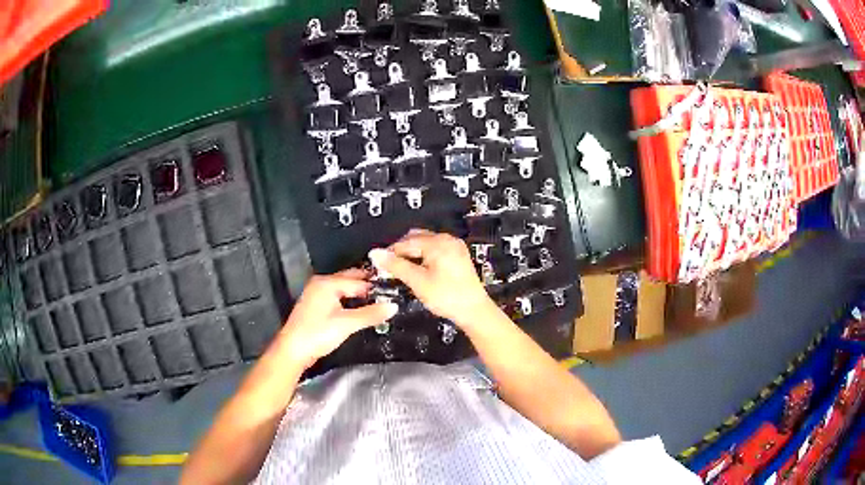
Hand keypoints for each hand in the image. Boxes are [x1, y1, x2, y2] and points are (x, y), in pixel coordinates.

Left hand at [278, 269, 396, 369]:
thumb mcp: (347, 324)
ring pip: (343, 288)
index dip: (375, 287)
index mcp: (327, 283)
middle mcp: (321, 283)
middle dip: (367, 284)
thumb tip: (393, 306)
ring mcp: (316, 293)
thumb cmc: (318, 334)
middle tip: (388, 292)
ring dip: (358, 292)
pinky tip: (359, 307)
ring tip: (378, 300)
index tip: (394, 292)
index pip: (358, 281)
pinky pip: (337, 296)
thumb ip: (370, 314)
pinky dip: (349, 299)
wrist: (293, 350)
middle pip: (349, 279)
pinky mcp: (315, 305)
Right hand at [368, 230, 494, 328]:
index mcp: (438, 242)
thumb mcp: (417, 281)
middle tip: (389, 268)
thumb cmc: (447, 297)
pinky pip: (435, 250)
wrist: (474, 311)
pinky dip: (424, 257)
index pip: (406, 242)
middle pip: (416, 239)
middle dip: (401, 251)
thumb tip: (376, 253)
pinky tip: (418, 271)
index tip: (378, 264)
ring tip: (402, 271)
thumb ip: (396, 266)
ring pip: (425, 244)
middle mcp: (447, 240)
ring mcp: (454, 247)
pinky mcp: (458, 256)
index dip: (390, 253)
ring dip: (412, 254)